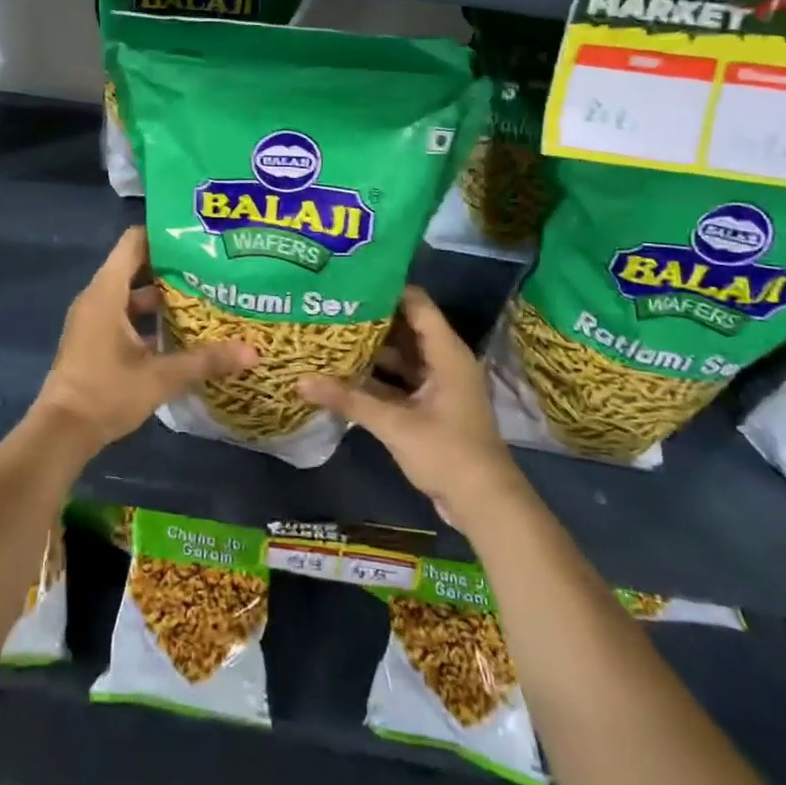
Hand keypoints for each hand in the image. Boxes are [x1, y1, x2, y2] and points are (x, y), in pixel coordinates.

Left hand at [31, 226, 254, 458]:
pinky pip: (125, 315)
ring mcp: (94, 320)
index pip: (134, 241)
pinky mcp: (94, 340)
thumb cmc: (106, 393)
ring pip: (132, 294)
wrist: (60, 434)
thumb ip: (205, 361)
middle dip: (173, 267)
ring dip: (164, 297)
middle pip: (137, 266)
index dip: (164, 235)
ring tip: (204, 298)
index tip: (198, 239)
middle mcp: (97, 298)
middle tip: (212, 268)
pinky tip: (181, 333)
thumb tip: (253, 352)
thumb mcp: (160, 377)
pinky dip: (150, 319)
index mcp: (107, 292)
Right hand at [298, 286, 524, 536]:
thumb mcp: (394, 424)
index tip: (349, 279)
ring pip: (400, 355)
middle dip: (369, 318)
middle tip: (330, 305)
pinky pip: (399, 380)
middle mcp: (443, 361)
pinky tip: (343, 372)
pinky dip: (376, 376)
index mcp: (446, 352)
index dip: (385, 288)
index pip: (416, 303)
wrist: (484, 505)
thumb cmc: (447, 453)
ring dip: (371, 349)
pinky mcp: (430, 407)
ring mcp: (437, 385)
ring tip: (330, 333)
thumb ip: (348, 399)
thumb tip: (300, 379)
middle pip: (404, 327)